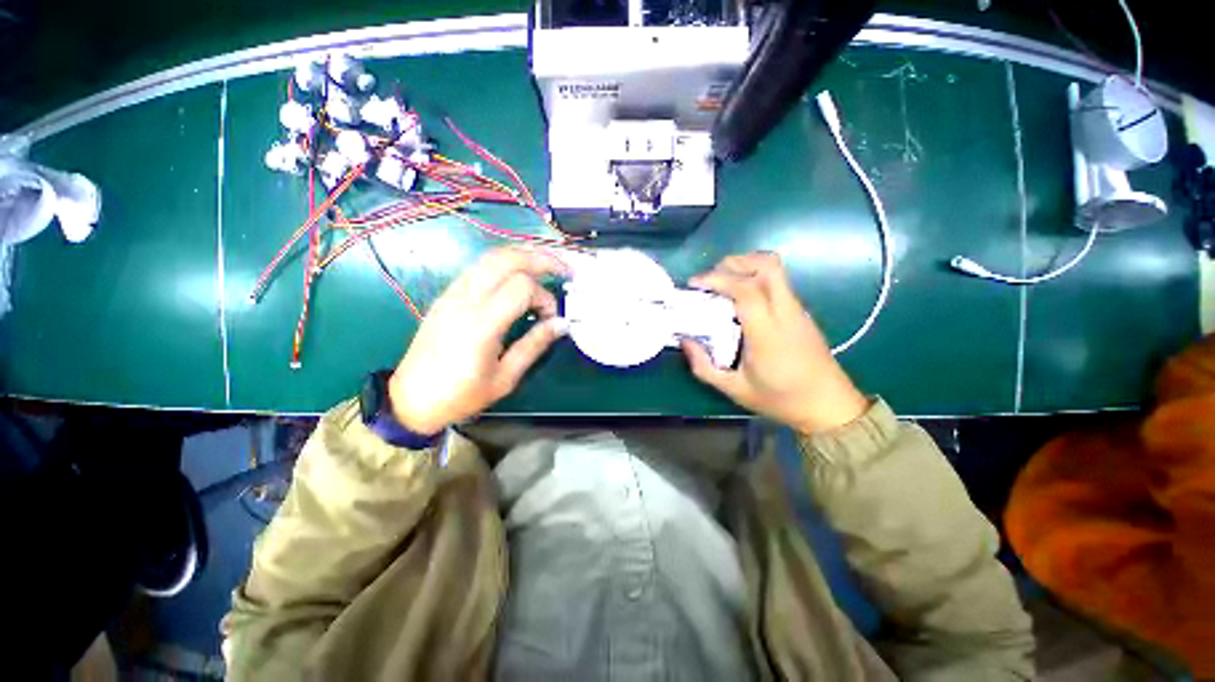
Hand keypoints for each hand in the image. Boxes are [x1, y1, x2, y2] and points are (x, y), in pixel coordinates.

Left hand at [389, 247, 568, 434]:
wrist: (411, 399)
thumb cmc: (461, 395)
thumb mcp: (505, 378)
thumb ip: (534, 345)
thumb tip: (561, 324)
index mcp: (481, 324)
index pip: (522, 286)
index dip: (545, 297)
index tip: (551, 318)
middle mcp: (465, 300)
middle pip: (506, 259)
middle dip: (540, 258)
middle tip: (564, 268)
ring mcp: (452, 293)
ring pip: (491, 256)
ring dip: (523, 255)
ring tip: (546, 264)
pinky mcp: (447, 295)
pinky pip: (479, 267)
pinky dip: (504, 263)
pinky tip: (518, 274)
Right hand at [682, 252, 868, 434]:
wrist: (829, 406)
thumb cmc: (780, 399)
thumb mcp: (734, 390)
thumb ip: (704, 367)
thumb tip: (685, 341)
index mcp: (768, 333)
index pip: (746, 290)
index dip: (718, 279)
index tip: (695, 283)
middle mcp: (786, 313)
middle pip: (767, 266)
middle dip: (735, 262)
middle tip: (711, 277)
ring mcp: (797, 310)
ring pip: (775, 270)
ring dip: (746, 267)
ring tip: (722, 283)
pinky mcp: (800, 312)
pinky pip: (778, 283)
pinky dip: (755, 278)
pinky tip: (740, 298)